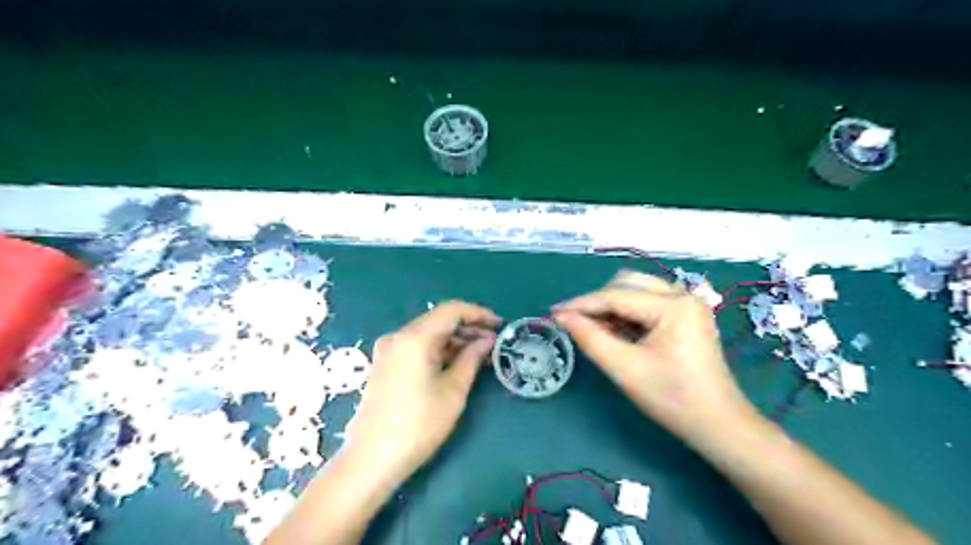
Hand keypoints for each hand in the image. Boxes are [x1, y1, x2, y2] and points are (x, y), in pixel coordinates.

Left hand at [343, 303, 499, 485]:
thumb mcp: (453, 390)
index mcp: (414, 337)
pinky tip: (458, 362)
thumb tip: (487, 340)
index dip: (479, 314)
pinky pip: (418, 347)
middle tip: (494, 343)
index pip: (452, 310)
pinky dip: (439, 350)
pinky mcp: (386, 364)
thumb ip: (472, 358)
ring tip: (481, 354)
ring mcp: (389, 350)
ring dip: (455, 340)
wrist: (372, 459)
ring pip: (429, 333)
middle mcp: (398, 336)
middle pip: (439, 320)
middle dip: (469, 328)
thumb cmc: (419, 425)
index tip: (500, 325)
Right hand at [555, 271, 749, 445]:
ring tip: (595, 331)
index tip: (552, 312)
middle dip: (597, 303)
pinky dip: (626, 313)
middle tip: (576, 325)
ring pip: (635, 290)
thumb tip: (562, 317)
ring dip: (611, 306)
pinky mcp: (685, 314)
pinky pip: (646, 302)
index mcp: (674, 305)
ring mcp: (687, 303)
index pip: (616, 296)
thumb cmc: (672, 399)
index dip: (581, 304)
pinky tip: (616, 332)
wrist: (717, 425)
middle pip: (626, 284)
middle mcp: (683, 294)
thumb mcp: (625, 369)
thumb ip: (590, 338)